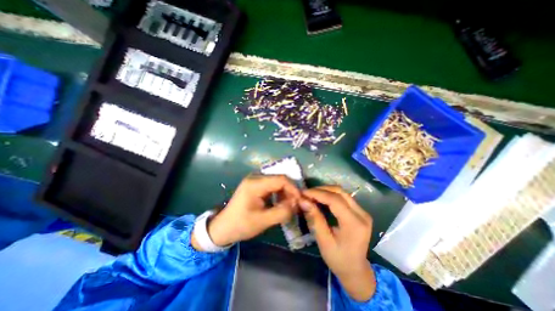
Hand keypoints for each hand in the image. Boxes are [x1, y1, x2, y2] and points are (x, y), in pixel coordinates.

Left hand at [192, 175, 301, 249]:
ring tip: (288, 205)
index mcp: (255, 184)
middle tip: (295, 204)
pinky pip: (272, 186)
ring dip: (284, 193)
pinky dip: (278, 193)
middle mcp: (255, 178)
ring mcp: (255, 181)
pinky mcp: (255, 185)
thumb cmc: (241, 225)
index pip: (280, 179)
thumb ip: (282, 212)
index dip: (293, 188)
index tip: (300, 200)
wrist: (223, 228)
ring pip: (277, 182)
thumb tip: (296, 203)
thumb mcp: (263, 221)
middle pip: (279, 179)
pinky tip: (280, 203)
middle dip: (289, 191)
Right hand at [300, 186, 377, 302]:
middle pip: (339, 192)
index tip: (303, 193)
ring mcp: (363, 211)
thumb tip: (303, 201)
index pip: (334, 200)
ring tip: (312, 195)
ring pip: (341, 192)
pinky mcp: (360, 211)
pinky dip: (330, 195)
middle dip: (321, 190)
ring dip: (325, 191)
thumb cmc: (338, 259)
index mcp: (354, 224)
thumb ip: (314, 219)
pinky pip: (343, 197)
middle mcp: (362, 214)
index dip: (317, 193)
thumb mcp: (324, 241)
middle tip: (306, 194)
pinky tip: (321, 199)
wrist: (356, 270)